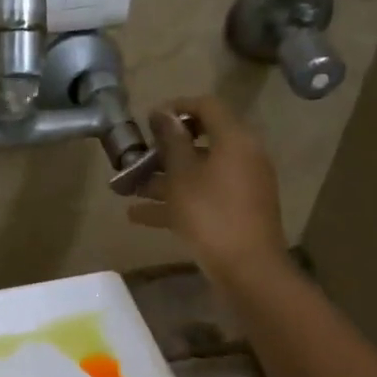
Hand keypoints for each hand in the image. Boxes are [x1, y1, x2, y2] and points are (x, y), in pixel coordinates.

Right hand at [127, 95, 290, 285]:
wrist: (248, 269)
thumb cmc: (210, 215)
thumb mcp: (182, 175)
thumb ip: (172, 141)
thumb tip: (163, 113)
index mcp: (234, 140)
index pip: (207, 106)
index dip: (176, 107)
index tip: (147, 120)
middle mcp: (242, 157)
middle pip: (200, 142)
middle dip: (163, 150)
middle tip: (135, 157)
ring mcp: (240, 186)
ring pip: (197, 173)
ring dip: (163, 179)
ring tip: (127, 188)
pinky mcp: (236, 211)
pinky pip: (202, 197)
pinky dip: (175, 202)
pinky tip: (138, 216)